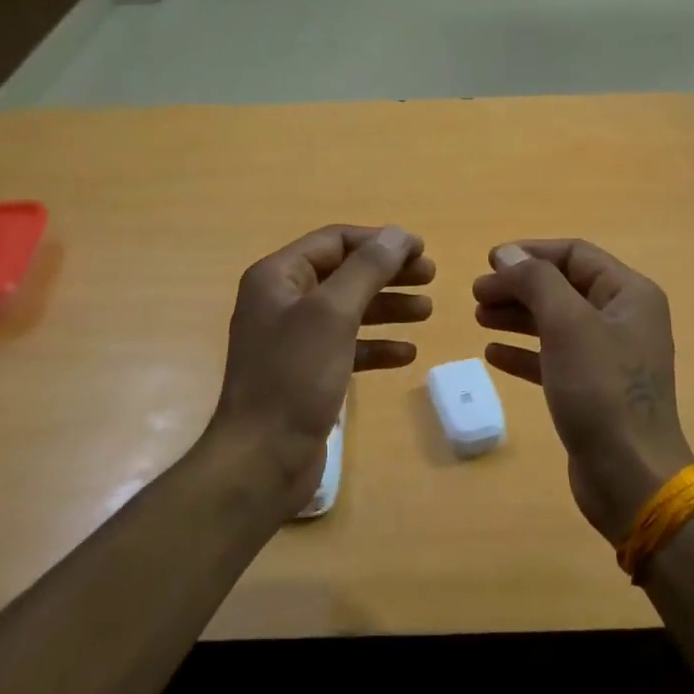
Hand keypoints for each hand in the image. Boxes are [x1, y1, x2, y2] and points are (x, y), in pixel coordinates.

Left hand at [209, 224, 432, 516]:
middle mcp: (282, 302)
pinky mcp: (306, 373)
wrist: (262, 459)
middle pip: (344, 273)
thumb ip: (366, 270)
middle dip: (388, 273)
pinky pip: (347, 347)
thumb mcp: (333, 314)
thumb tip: (397, 234)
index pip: (334, 241)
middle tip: (430, 276)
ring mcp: (293, 339)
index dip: (379, 241)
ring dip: (388, 307)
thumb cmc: (294, 377)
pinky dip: (375, 345)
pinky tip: (406, 354)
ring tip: (427, 311)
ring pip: (349, 311)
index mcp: (277, 277)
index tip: (422, 249)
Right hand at [473, 240, 693, 541]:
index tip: (488, 263)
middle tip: (476, 294)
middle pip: (563, 287)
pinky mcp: (594, 390)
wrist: (629, 476)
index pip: (575, 254)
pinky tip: (493, 354)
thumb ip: (536, 281)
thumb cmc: (600, 390)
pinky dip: (525, 352)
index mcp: (629, 294)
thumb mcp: (567, 324)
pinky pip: (554, 358)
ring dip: (517, 316)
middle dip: (519, 286)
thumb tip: (507, 254)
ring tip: (479, 317)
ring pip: (556, 322)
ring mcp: (610, 356)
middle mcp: (623, 319)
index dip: (531, 253)